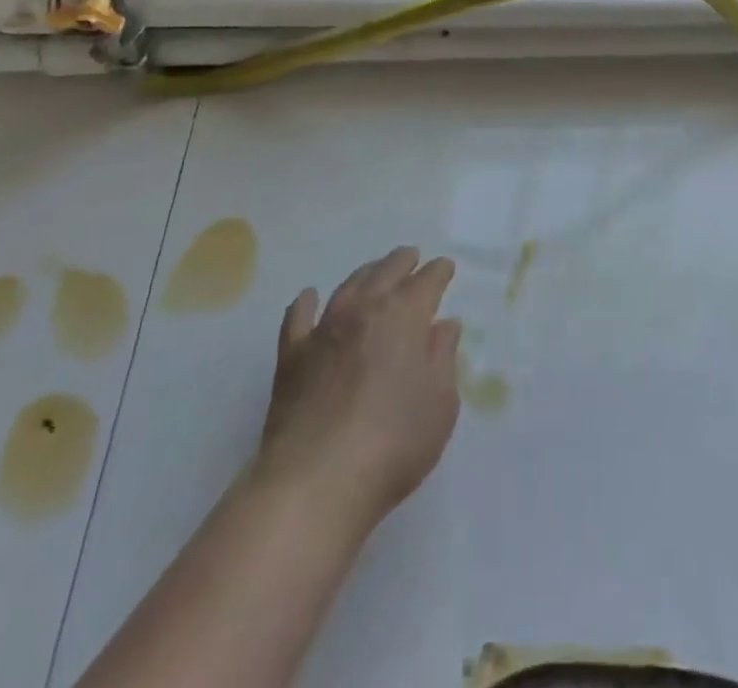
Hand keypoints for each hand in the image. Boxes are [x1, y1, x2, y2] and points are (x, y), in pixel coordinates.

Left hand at [254, 247, 461, 535]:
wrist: (317, 480)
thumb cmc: (393, 442)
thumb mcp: (440, 404)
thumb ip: (443, 358)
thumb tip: (444, 325)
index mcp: (403, 316)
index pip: (426, 283)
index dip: (438, 273)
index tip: (445, 268)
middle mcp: (363, 311)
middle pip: (385, 273)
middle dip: (402, 262)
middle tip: (411, 257)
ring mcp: (324, 330)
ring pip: (347, 287)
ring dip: (365, 274)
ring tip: (374, 270)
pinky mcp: (292, 357)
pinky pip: (298, 318)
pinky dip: (305, 303)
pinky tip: (309, 297)